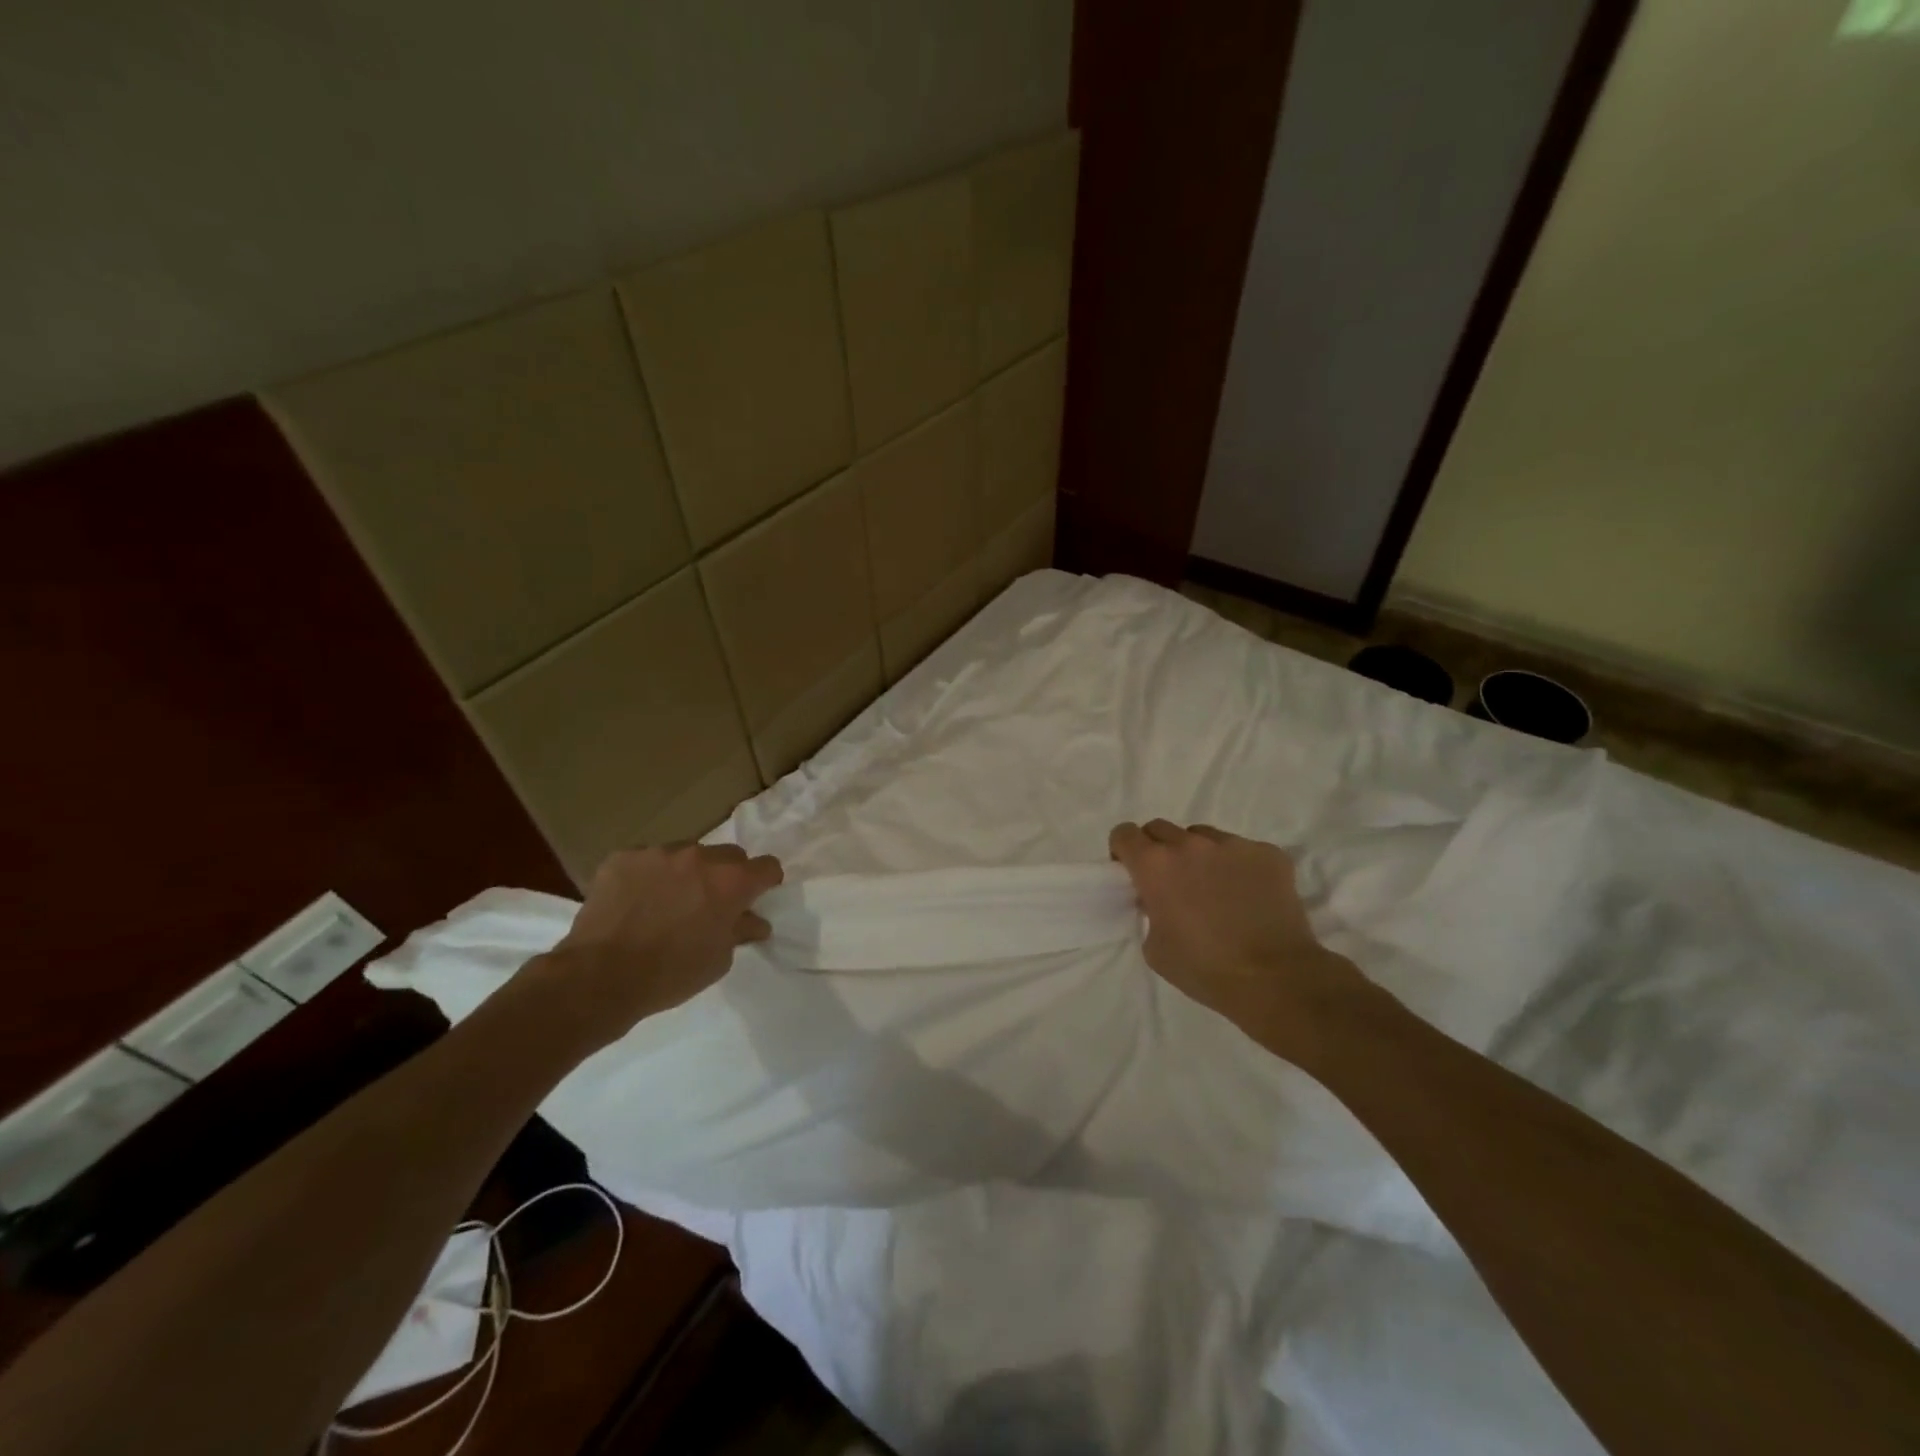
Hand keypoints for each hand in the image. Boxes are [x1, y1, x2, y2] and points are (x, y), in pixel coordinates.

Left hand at [524, 843, 783, 1045]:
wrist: (599, 976)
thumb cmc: (670, 973)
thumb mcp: (718, 960)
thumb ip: (740, 931)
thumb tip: (754, 921)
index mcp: (731, 881)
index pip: (767, 866)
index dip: (765, 882)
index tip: (756, 897)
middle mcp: (700, 856)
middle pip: (728, 855)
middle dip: (726, 875)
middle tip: (710, 902)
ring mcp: (659, 852)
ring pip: (686, 854)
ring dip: (686, 873)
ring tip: (667, 902)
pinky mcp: (624, 856)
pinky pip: (647, 860)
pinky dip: (649, 876)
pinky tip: (636, 901)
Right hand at [1109, 820, 1365, 1061]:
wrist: (1275, 979)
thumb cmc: (1205, 969)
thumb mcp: (1154, 947)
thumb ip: (1149, 911)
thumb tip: (1159, 900)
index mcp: (1155, 865)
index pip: (1124, 833)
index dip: (1124, 851)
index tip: (1132, 873)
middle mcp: (1190, 844)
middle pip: (1161, 829)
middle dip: (1158, 850)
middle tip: (1171, 882)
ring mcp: (1233, 844)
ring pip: (1203, 837)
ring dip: (1199, 855)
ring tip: (1215, 888)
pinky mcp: (1268, 853)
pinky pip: (1242, 850)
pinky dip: (1238, 867)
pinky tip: (1249, 896)